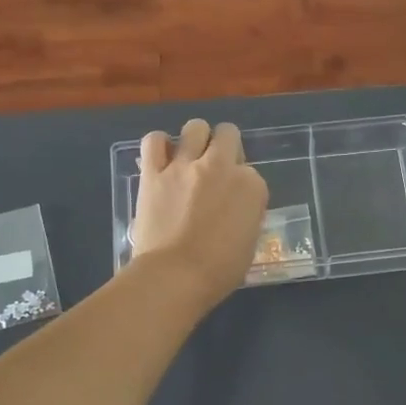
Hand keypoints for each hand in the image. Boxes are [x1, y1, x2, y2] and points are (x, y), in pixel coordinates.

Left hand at [128, 118, 267, 308]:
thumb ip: (246, 216)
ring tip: (190, 157)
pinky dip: (159, 145)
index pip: (252, 173)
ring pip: (195, 128)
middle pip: (228, 135)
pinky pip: (154, 141)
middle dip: (225, 147)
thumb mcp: (250, 243)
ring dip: (196, 139)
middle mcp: (221, 166)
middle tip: (216, 169)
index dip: (242, 186)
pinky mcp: (154, 172)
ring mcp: (185, 166)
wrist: (175, 276)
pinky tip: (161, 157)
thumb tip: (235, 210)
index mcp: (251, 186)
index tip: (234, 203)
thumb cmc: (219, 270)